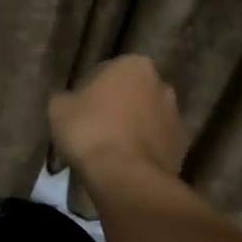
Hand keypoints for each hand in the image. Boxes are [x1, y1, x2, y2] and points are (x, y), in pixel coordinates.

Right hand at [49, 55, 188, 181]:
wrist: (126, 176)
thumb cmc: (90, 132)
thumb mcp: (58, 109)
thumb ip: (65, 98)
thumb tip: (70, 100)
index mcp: (133, 65)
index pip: (104, 73)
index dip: (88, 92)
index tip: (78, 112)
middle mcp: (161, 84)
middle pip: (131, 94)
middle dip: (117, 107)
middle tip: (94, 130)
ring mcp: (175, 116)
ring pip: (147, 118)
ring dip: (133, 128)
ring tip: (111, 151)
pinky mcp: (182, 146)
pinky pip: (156, 142)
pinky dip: (144, 149)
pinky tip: (127, 164)